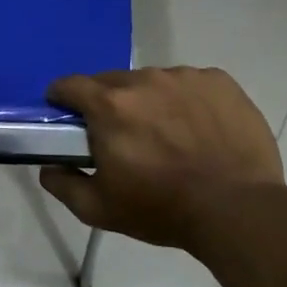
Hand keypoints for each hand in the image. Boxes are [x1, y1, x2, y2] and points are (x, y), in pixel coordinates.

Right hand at [39, 67, 283, 249]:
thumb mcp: (98, 209)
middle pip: (112, 81)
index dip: (62, 98)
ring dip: (149, 101)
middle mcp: (144, 80)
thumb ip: (62, 184)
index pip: (69, 85)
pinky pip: (190, 84)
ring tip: (167, 134)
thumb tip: (48, 167)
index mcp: (109, 105)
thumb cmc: (161, 209)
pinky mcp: (219, 82)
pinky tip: (198, 130)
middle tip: (121, 135)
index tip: (67, 115)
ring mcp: (185, 77)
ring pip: (152, 81)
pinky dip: (186, 101)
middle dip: (108, 103)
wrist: (238, 210)